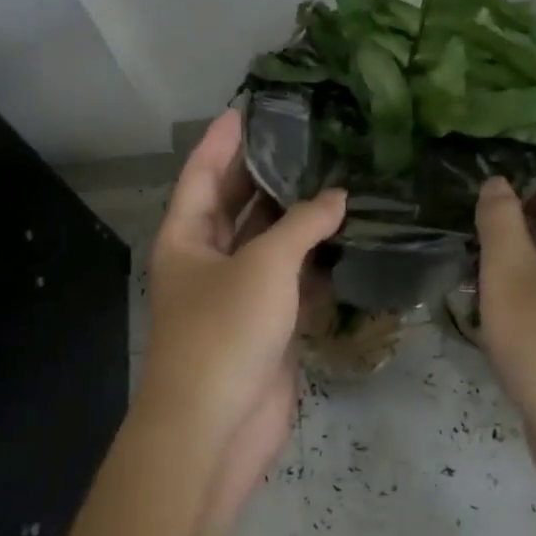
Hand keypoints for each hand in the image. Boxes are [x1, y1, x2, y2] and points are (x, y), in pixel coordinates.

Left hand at [137, 110, 345, 501]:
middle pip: (238, 203)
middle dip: (267, 172)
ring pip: (270, 241)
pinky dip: (317, 258)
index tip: (250, 107)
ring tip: (336, 175)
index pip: (203, 172)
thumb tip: (338, 197)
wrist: (216, 428)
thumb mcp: (264, 266)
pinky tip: (348, 234)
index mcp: (187, 236)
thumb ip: (303, 225)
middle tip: (307, 136)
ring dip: (298, 216)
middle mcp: (208, 258)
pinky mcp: (268, 322)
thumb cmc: (225, 331)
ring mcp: (239, 292)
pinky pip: (293, 278)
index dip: (224, 139)